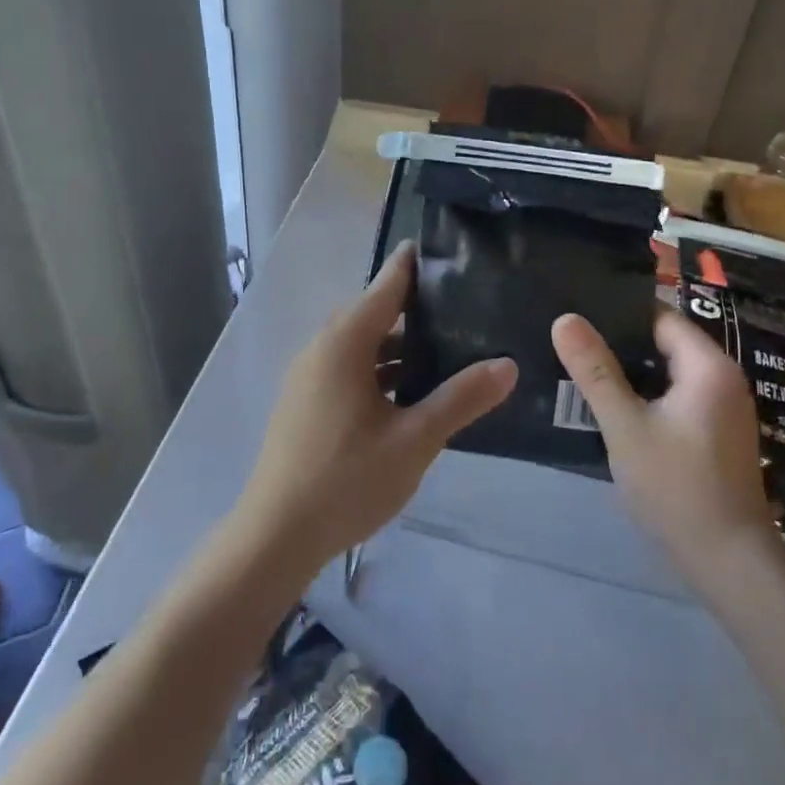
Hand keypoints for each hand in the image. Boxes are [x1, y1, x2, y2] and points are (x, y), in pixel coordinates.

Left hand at [233, 243, 517, 574]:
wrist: (277, 534)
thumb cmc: (347, 479)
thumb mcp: (415, 439)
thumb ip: (461, 398)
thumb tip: (507, 364)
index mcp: (344, 343)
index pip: (385, 286)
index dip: (414, 266)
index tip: (446, 250)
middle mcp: (322, 349)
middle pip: (373, 314)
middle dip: (415, 309)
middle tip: (463, 307)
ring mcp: (309, 377)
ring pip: (361, 346)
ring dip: (398, 347)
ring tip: (447, 351)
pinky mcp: (306, 403)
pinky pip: (349, 369)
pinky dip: (380, 371)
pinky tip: (411, 394)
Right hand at [551, 309, 776, 584]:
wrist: (727, 560)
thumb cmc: (676, 487)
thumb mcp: (625, 426)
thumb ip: (594, 371)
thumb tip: (565, 319)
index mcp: (708, 367)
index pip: (660, 316)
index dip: (618, 312)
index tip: (577, 312)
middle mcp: (723, 379)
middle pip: (664, 343)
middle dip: (618, 343)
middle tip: (569, 341)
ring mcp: (722, 408)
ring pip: (667, 373)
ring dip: (629, 372)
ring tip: (580, 368)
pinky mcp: (715, 434)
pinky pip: (675, 398)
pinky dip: (645, 396)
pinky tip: (610, 406)